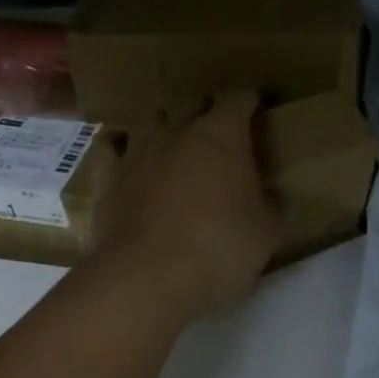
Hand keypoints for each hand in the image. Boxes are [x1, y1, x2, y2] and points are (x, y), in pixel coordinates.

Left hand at [95, 92, 283, 324]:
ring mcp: (138, 151)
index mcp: (222, 134)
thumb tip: (269, 198)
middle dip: (208, 110)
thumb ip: (271, 206)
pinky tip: (126, 155)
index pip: (239, 98)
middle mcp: (178, 131)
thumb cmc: (218, 247)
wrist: (146, 279)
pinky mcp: (107, 178)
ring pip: (151, 119)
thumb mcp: (267, 231)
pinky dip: (120, 146)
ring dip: (164, 126)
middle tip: (220, 134)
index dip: (251, 99)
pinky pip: (109, 146)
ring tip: (173, 143)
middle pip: (193, 102)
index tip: (259, 106)